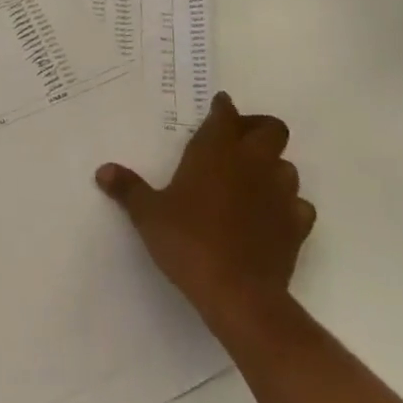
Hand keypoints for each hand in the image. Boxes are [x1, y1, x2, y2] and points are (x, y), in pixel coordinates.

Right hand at [96, 91, 315, 338]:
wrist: (239, 294)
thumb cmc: (188, 242)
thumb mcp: (148, 214)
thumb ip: (128, 188)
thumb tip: (103, 171)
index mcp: (216, 150)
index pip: (225, 114)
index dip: (223, 108)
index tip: (218, 107)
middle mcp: (252, 162)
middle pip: (272, 128)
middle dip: (258, 128)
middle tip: (238, 141)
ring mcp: (280, 193)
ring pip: (288, 166)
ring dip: (273, 167)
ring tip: (252, 181)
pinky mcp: (297, 226)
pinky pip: (299, 205)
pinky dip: (288, 205)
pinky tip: (271, 216)